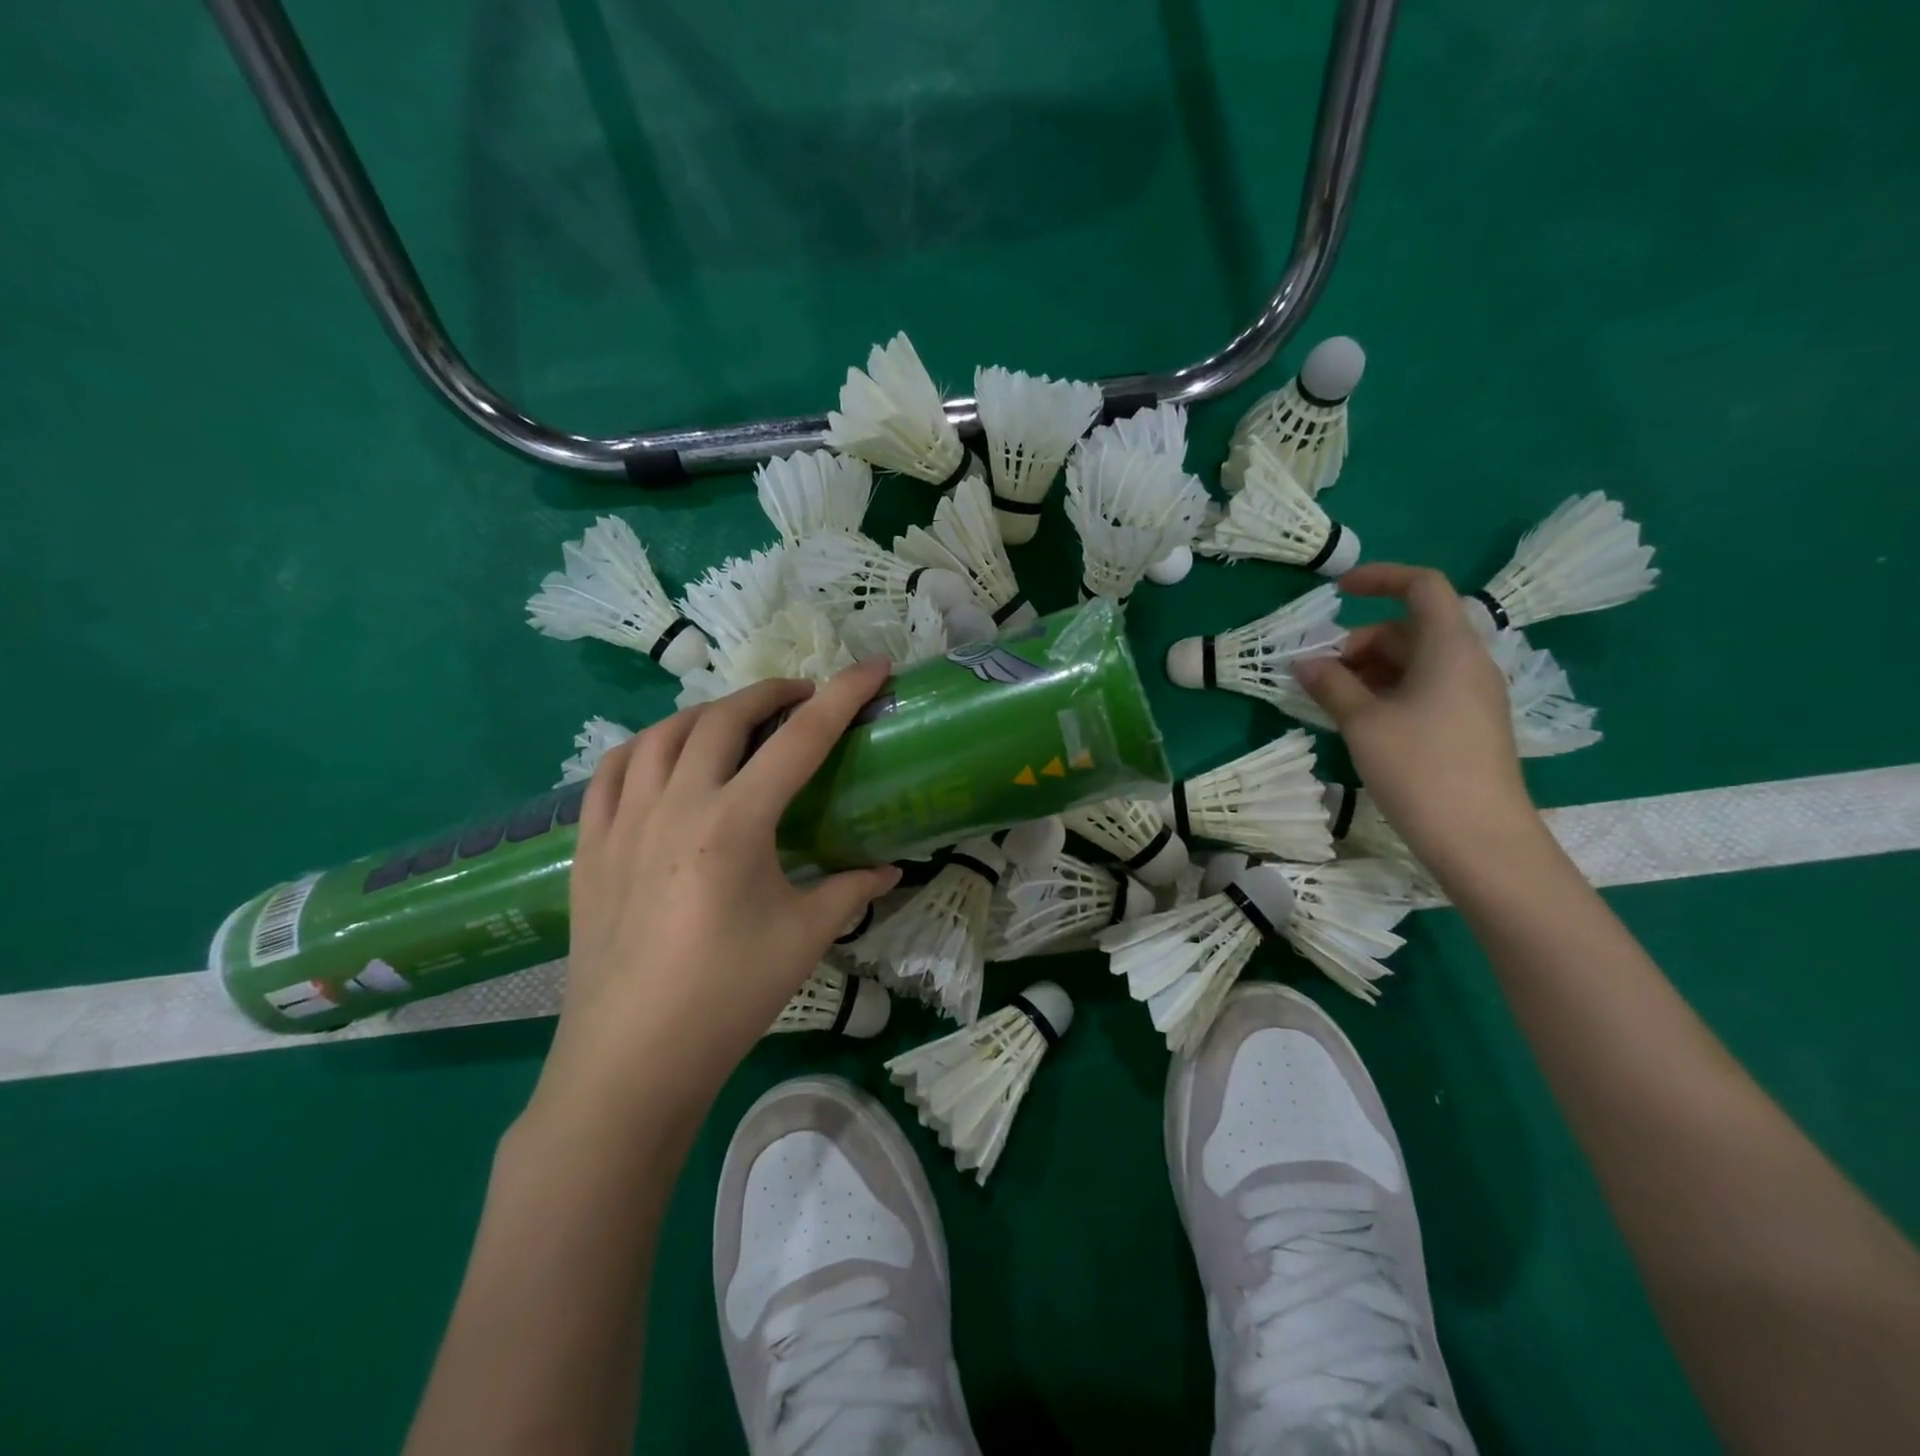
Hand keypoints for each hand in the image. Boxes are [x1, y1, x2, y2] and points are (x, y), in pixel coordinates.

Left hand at [533, 661, 901, 1127]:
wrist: (630, 1060)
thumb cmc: (727, 997)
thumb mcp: (804, 939)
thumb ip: (850, 891)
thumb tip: (888, 870)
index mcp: (734, 824)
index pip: (800, 740)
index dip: (842, 696)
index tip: (872, 667)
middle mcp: (675, 805)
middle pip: (724, 718)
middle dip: (771, 694)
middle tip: (803, 699)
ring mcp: (622, 821)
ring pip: (662, 733)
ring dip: (708, 714)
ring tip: (737, 724)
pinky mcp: (589, 845)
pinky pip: (612, 770)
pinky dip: (645, 747)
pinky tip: (662, 759)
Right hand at [1292, 564, 1541, 874]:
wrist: (1481, 839)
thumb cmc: (1420, 769)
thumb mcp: (1363, 723)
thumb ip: (1331, 685)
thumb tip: (1304, 662)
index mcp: (1450, 648)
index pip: (1422, 586)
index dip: (1380, 578)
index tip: (1337, 592)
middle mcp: (1468, 663)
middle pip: (1410, 629)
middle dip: (1359, 643)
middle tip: (1319, 676)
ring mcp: (1471, 696)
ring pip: (1413, 662)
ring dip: (1369, 671)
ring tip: (1332, 703)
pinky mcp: (1468, 725)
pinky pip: (1423, 690)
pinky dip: (1387, 693)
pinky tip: (1360, 722)